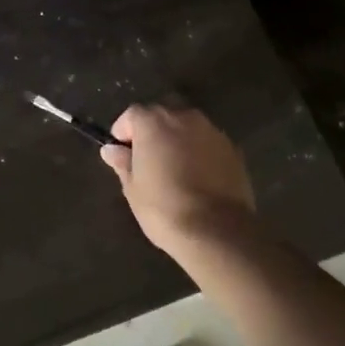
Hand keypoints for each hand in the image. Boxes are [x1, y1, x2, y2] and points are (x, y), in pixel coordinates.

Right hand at [101, 105, 258, 260]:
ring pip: (188, 126)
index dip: (124, 132)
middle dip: (153, 130)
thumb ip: (122, 163)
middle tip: (148, 158)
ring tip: (174, 168)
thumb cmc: (164, 208)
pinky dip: (199, 152)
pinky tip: (198, 177)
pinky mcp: (233, 149)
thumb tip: (111, 150)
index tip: (121, 153)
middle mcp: (183, 117)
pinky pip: (208, 143)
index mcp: (153, 122)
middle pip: (162, 114)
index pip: (132, 115)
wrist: (217, 231)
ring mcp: (212, 131)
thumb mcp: (133, 188)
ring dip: (178, 139)